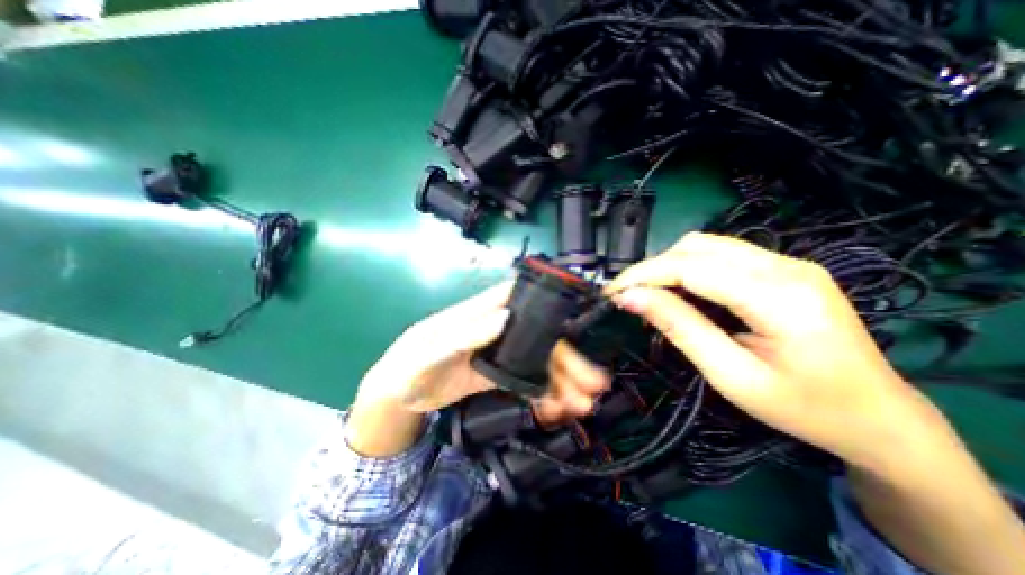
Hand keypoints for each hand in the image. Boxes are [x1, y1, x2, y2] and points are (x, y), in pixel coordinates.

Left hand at [357, 280, 606, 421]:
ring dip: (563, 382)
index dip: (552, 303)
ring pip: (540, 363)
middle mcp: (500, 329)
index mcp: (483, 313)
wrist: (401, 395)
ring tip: (581, 406)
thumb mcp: (431, 350)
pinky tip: (556, 411)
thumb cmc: (411, 364)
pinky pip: (528, 382)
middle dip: (569, 360)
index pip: (523, 298)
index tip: (583, 318)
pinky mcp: (500, 375)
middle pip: (542, 338)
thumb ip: (465, 334)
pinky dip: (544, 396)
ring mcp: (502, 353)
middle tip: (594, 384)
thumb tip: (505, 317)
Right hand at [606, 230, 931, 467]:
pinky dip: (688, 267)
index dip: (643, 275)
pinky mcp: (783, 268)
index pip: (690, 267)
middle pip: (696, 246)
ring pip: (706, 244)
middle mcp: (786, 266)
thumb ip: (679, 328)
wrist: (878, 418)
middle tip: (627, 296)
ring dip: (668, 265)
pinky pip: (721, 254)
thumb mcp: (731, 376)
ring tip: (649, 294)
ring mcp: (788, 263)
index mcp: (780, 296)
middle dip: (652, 268)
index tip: (611, 293)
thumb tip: (631, 298)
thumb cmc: (804, 408)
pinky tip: (679, 291)